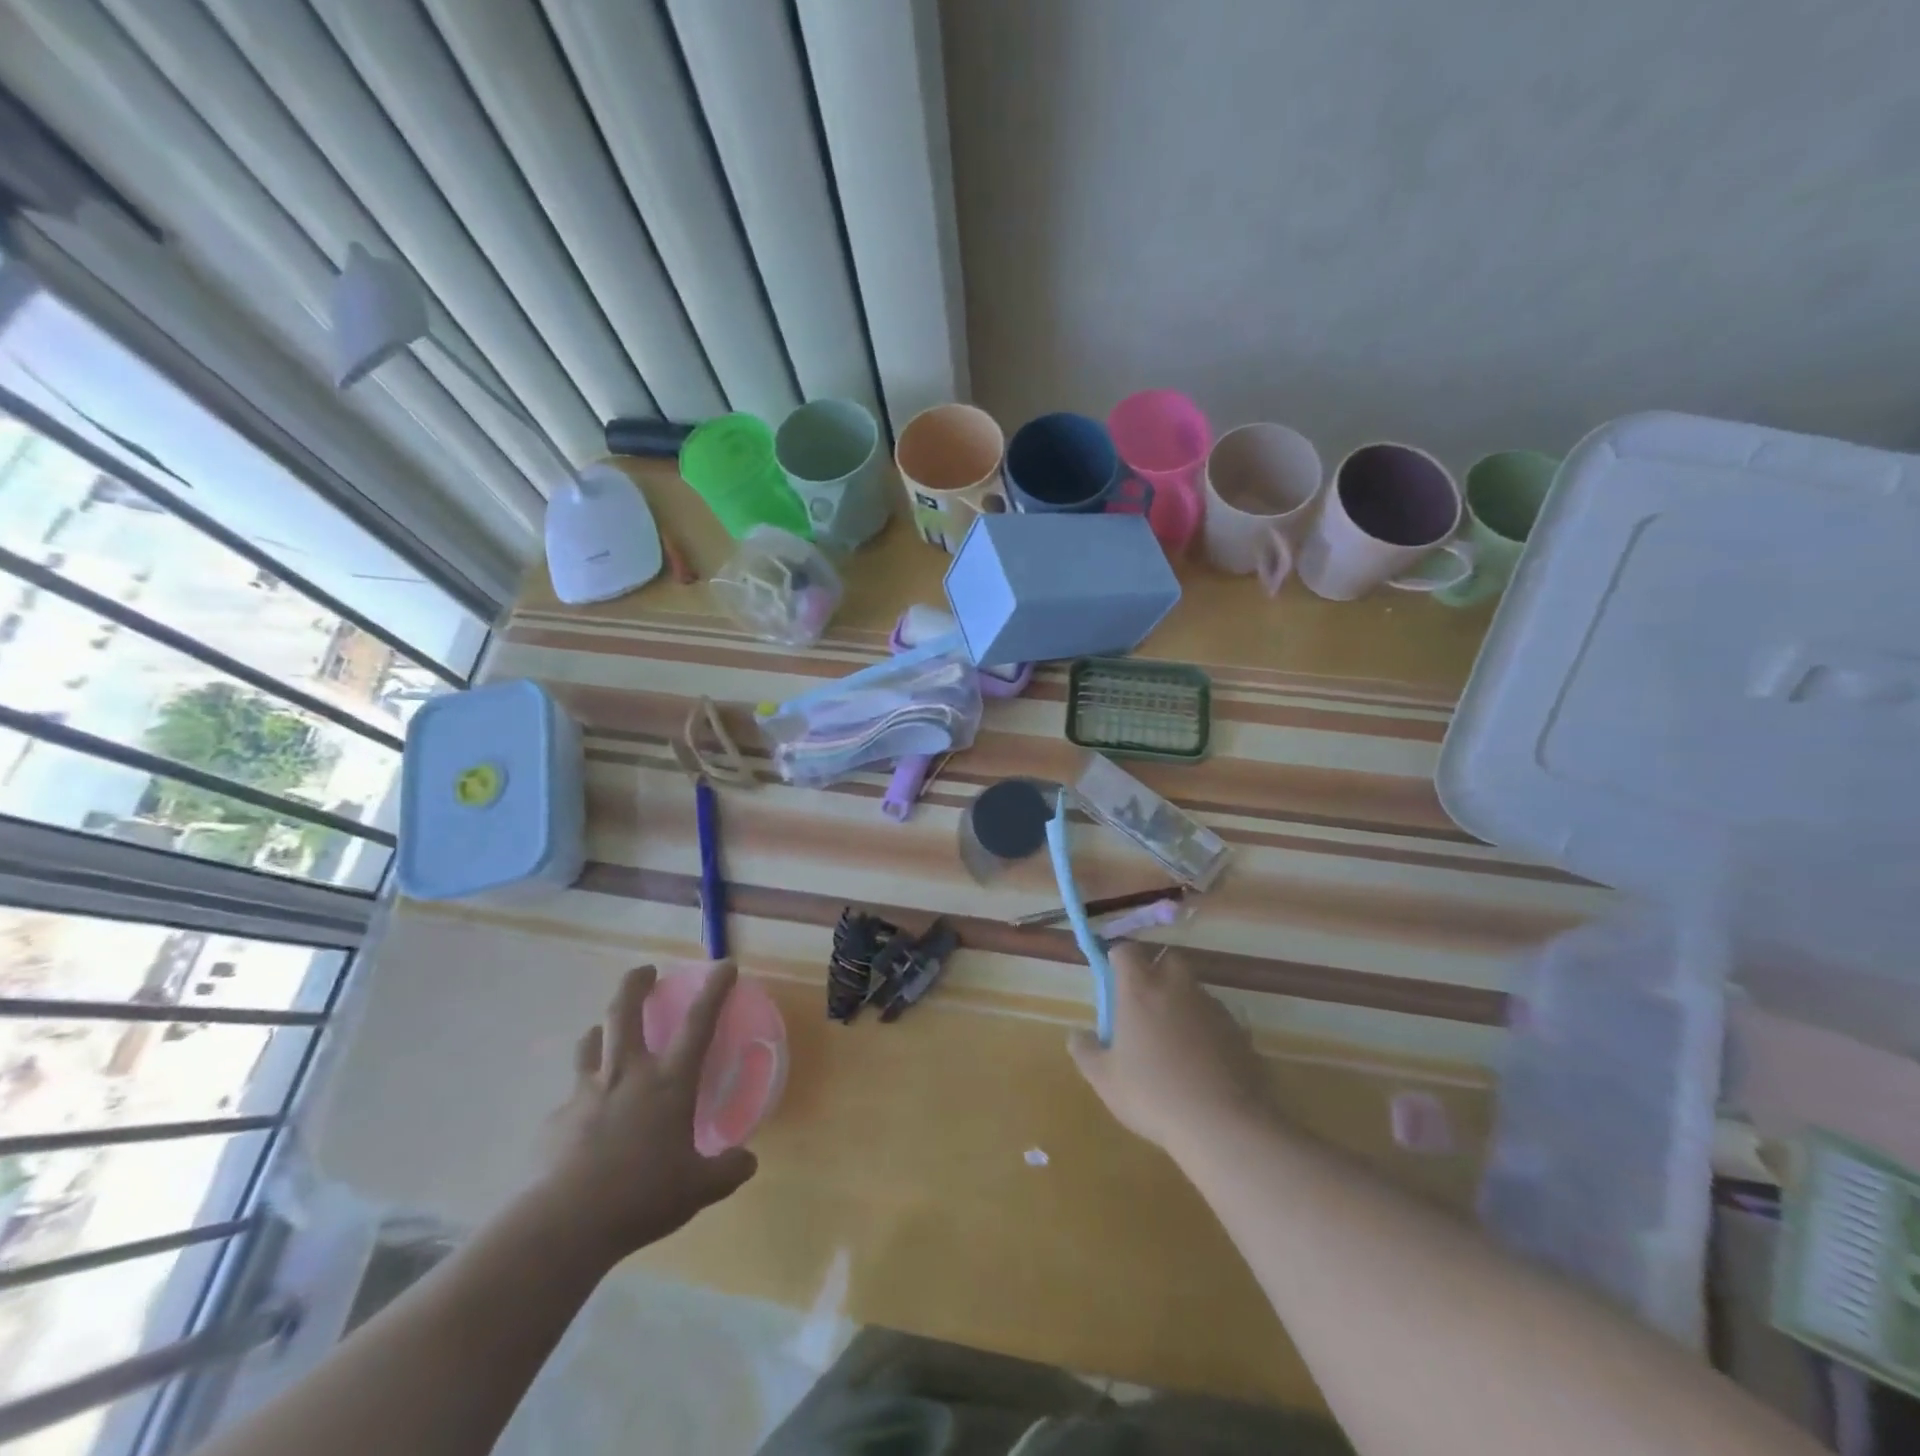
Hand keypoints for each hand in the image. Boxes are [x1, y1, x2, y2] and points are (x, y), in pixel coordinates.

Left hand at [537, 962, 757, 1262]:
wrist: (566, 1224)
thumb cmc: (642, 1196)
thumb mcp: (698, 1189)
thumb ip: (727, 1170)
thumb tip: (749, 1161)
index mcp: (668, 1083)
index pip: (699, 1022)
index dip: (714, 990)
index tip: (724, 965)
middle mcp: (627, 1075)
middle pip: (625, 1011)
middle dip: (635, 983)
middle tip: (645, 971)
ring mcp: (586, 1094)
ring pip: (590, 1044)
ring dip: (601, 1031)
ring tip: (605, 1034)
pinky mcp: (555, 1121)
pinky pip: (569, 1100)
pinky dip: (579, 1101)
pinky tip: (582, 1122)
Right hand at [1069, 945, 1272, 1154]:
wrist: (1224, 1124)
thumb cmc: (1153, 1095)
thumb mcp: (1104, 1080)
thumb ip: (1085, 1051)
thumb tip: (1077, 1033)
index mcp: (1139, 990)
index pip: (1126, 951)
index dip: (1118, 958)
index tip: (1112, 978)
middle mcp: (1176, 987)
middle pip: (1167, 959)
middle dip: (1156, 971)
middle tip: (1145, 1004)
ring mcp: (1211, 1007)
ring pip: (1193, 989)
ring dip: (1181, 1001)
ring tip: (1173, 1040)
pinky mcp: (1239, 1030)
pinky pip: (1216, 1018)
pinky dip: (1206, 1029)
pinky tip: (1202, 1062)